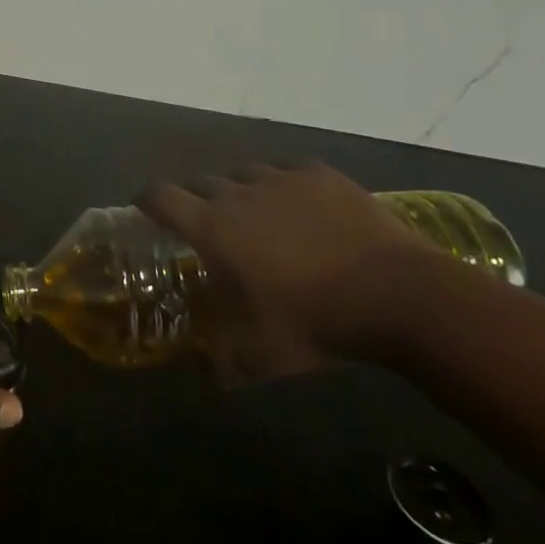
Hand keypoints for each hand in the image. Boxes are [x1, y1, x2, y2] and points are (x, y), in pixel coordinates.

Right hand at [138, 162, 430, 381]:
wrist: (399, 293)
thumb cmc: (319, 322)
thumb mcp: (266, 355)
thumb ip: (226, 362)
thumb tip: (205, 375)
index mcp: (213, 229)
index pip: (160, 197)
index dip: (147, 199)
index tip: (145, 208)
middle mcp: (238, 194)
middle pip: (200, 182)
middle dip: (196, 199)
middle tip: (209, 224)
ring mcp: (281, 179)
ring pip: (243, 173)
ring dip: (239, 189)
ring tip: (256, 212)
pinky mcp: (319, 174)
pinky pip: (287, 168)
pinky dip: (282, 182)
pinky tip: (297, 202)